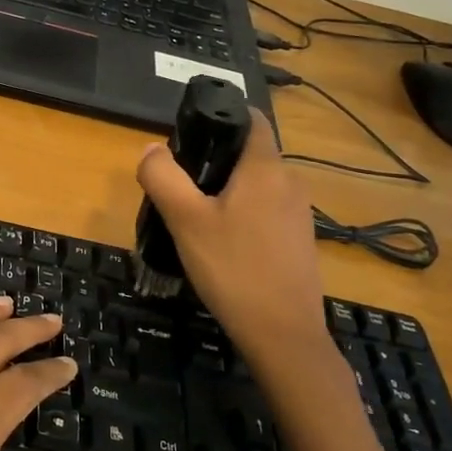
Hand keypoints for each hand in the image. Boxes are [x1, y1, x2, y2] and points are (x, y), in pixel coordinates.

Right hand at [136, 110, 332, 385]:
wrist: (283, 335)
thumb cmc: (233, 269)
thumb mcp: (185, 220)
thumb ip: (163, 177)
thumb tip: (151, 149)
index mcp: (266, 168)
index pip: (251, 118)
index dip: (222, 115)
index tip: (191, 133)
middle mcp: (290, 182)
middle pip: (250, 153)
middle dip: (216, 160)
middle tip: (181, 185)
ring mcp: (300, 214)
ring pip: (258, 185)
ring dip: (228, 190)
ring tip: (195, 217)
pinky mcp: (300, 241)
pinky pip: (266, 211)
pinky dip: (243, 214)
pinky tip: (222, 244)